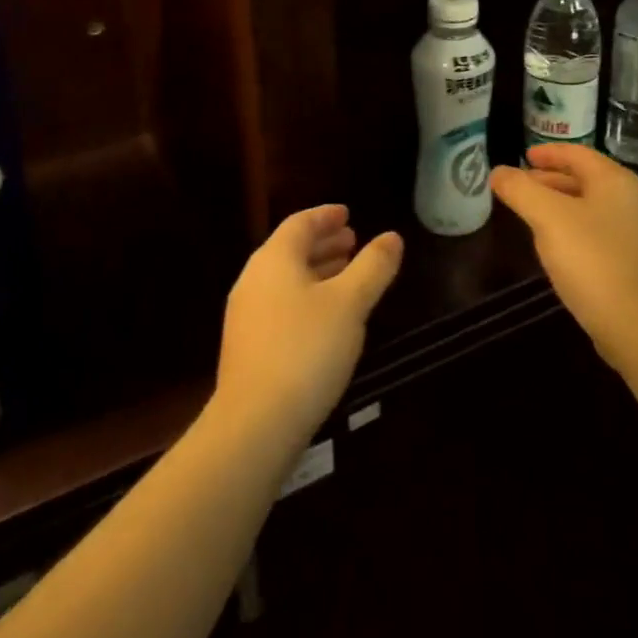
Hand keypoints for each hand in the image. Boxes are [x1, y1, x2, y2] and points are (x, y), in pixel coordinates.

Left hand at [215, 205, 403, 443]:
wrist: (254, 424)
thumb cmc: (306, 349)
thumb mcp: (350, 304)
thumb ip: (373, 267)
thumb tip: (392, 237)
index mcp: (274, 259)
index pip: (300, 223)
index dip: (326, 216)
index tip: (348, 214)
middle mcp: (253, 279)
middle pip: (290, 250)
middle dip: (323, 244)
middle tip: (353, 242)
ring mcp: (246, 315)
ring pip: (286, 280)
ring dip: (316, 272)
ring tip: (346, 276)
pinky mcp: (247, 347)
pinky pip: (280, 305)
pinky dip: (306, 298)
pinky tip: (326, 319)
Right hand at [491, 144, 637, 369]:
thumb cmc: (592, 260)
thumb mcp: (547, 218)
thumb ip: (520, 190)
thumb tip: (498, 172)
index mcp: (617, 181)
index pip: (578, 154)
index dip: (548, 152)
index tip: (523, 157)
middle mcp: (635, 200)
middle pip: (587, 179)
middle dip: (551, 180)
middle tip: (522, 187)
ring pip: (594, 207)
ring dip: (563, 205)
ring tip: (534, 215)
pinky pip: (602, 232)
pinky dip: (577, 228)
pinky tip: (560, 247)